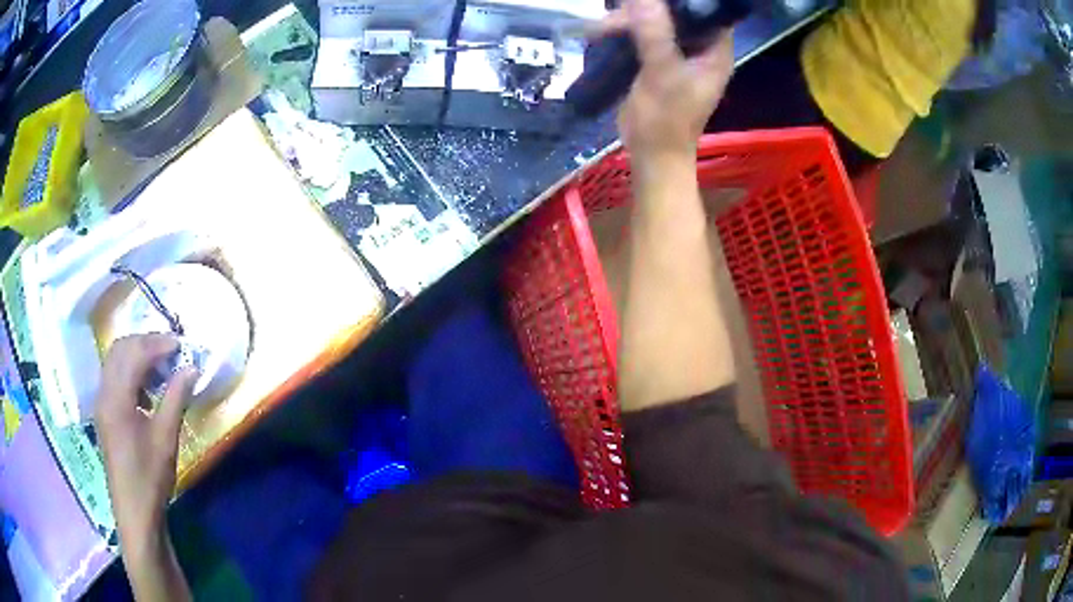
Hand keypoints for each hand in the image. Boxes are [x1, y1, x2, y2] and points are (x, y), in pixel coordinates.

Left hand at [95, 334, 196, 552]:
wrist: (135, 511)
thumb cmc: (150, 477)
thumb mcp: (166, 438)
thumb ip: (176, 398)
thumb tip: (191, 368)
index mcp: (117, 398)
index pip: (134, 354)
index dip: (157, 344)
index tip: (180, 344)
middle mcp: (104, 393)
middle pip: (120, 349)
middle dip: (145, 342)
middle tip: (170, 350)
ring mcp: (101, 402)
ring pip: (114, 361)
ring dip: (136, 355)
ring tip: (160, 365)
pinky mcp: (104, 413)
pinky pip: (113, 377)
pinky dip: (129, 371)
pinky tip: (145, 390)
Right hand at [600, 0, 734, 168]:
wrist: (651, 155)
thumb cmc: (666, 120)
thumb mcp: (662, 73)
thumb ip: (654, 33)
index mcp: (714, 51)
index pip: (708, 12)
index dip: (686, 1)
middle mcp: (699, 49)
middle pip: (678, 14)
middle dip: (649, 8)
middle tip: (620, 12)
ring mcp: (678, 55)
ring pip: (657, 23)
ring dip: (630, 20)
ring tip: (604, 27)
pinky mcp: (657, 61)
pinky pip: (643, 36)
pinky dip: (625, 32)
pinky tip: (605, 32)